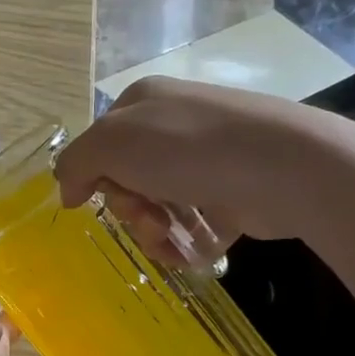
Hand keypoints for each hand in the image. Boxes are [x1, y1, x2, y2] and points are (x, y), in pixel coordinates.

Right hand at [55, 76, 338, 262]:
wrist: (286, 168)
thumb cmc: (187, 148)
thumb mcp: (110, 144)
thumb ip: (75, 164)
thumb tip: (68, 191)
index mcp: (142, 103)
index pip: (99, 145)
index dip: (95, 177)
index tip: (101, 198)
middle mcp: (173, 124)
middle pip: (127, 179)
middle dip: (130, 208)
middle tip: (146, 217)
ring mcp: (207, 158)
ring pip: (158, 205)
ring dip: (153, 230)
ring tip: (170, 242)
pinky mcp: (234, 192)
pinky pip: (193, 223)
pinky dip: (185, 242)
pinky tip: (190, 253)